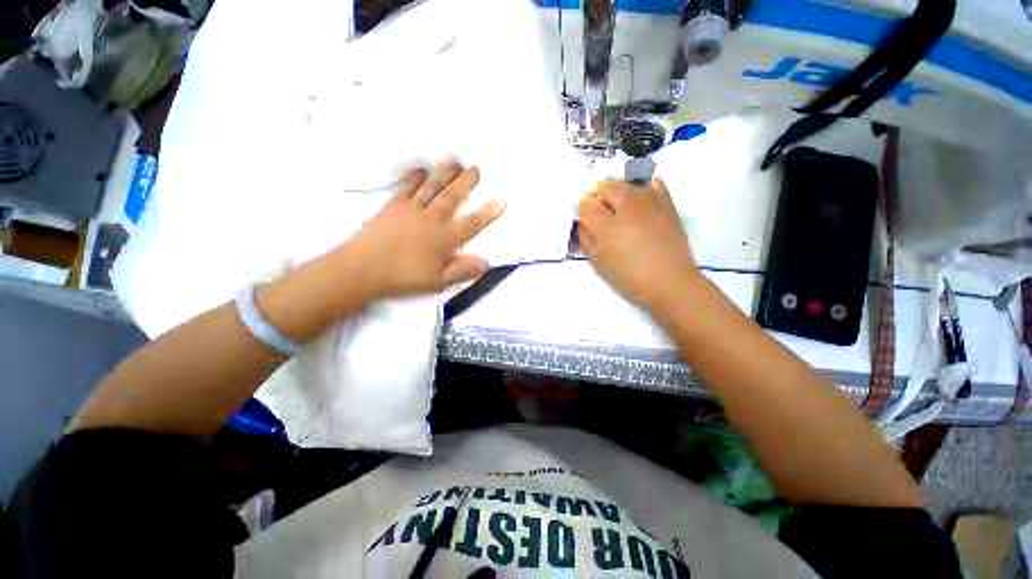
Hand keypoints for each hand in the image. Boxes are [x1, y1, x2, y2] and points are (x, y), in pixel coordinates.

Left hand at [345, 161, 505, 298]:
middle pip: (453, 197)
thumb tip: (487, 262)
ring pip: (433, 187)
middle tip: (476, 168)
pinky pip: (408, 187)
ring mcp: (412, 209)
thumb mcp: (437, 280)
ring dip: (445, 173)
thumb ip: (462, 269)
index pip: (472, 223)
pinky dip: (416, 177)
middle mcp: (431, 219)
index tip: (502, 200)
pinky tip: (421, 170)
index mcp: (444, 239)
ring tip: (455, 161)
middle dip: (466, 182)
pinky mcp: (394, 205)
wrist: (363, 268)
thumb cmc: (403, 277)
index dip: (488, 213)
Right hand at [576, 178, 698, 311]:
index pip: (586, 204)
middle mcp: (627, 207)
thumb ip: (585, 238)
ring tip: (617, 208)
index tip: (583, 221)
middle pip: (604, 186)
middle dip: (596, 196)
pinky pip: (652, 182)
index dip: (581, 211)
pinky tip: (639, 202)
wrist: (670, 282)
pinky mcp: (666, 203)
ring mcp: (649, 202)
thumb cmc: (629, 277)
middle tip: (598, 213)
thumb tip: (580, 222)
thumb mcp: (598, 262)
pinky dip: (641, 188)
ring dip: (615, 191)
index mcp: (608, 226)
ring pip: (625, 182)